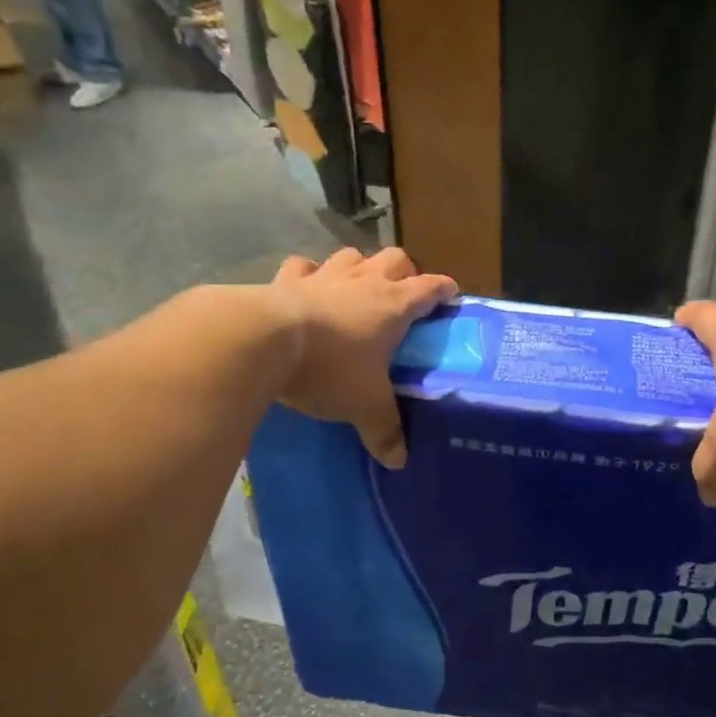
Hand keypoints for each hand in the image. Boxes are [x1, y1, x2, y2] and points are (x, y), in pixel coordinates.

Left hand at [269, 248, 457, 467]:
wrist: (264, 342)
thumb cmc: (329, 369)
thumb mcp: (364, 406)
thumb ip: (384, 431)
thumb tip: (400, 461)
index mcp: (394, 306)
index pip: (431, 288)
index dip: (444, 289)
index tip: (451, 294)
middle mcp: (364, 281)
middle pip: (395, 259)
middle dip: (405, 271)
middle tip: (402, 294)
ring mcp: (325, 275)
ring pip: (352, 255)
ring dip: (360, 266)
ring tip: (357, 287)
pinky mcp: (288, 278)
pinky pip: (304, 266)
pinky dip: (309, 274)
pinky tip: (307, 286)